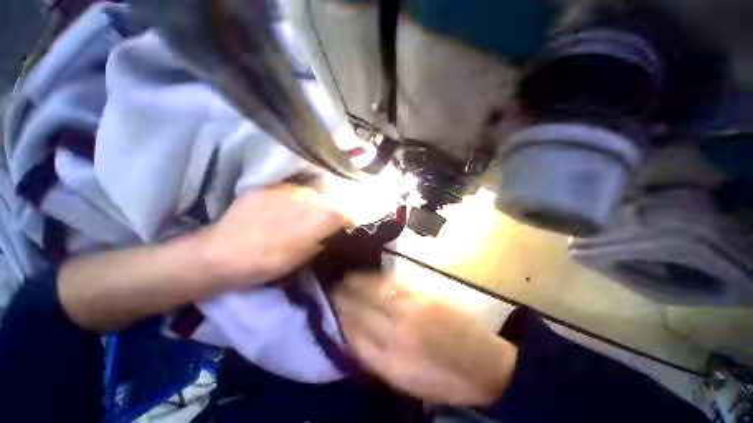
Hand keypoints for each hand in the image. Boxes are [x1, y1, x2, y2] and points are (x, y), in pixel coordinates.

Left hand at [200, 184, 345, 288]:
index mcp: (316, 220)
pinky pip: (288, 190)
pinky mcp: (266, 188)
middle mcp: (306, 200)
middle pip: (327, 200)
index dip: (346, 218)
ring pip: (308, 193)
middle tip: (322, 220)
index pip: (342, 213)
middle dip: (328, 209)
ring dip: (311, 202)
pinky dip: (291, 198)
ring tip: (302, 213)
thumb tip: (331, 233)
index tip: (345, 224)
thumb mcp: (301, 258)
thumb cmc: (266, 263)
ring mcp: (284, 191)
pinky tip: (282, 208)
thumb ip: (321, 241)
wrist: (219, 254)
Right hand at [333, 273, 517, 405]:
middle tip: (330, 286)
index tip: (328, 306)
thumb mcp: (404, 381)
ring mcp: (410, 309)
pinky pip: (391, 284)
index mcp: (389, 362)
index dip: (338, 317)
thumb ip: (376, 358)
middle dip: (341, 297)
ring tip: (345, 277)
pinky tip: (368, 276)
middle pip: (359, 309)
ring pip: (373, 292)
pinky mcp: (423, 295)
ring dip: (355, 283)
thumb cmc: (443, 381)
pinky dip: (375, 279)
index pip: (352, 333)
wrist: (483, 365)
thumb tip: (353, 335)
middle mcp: (395, 333)